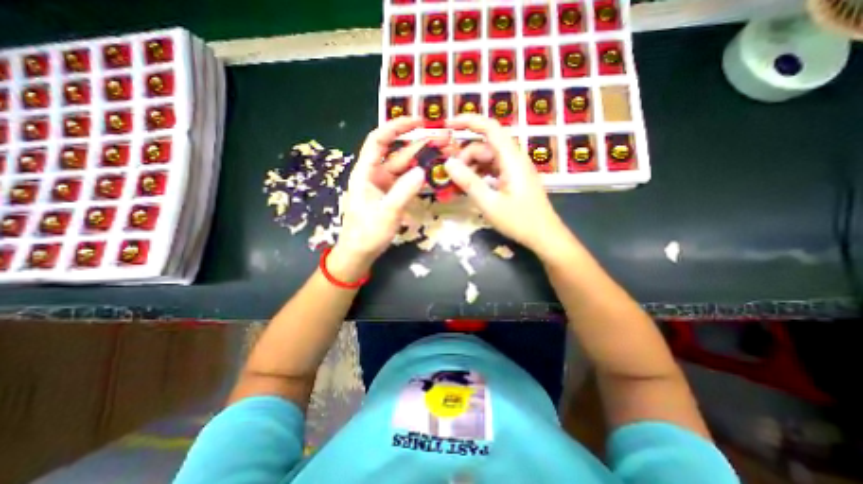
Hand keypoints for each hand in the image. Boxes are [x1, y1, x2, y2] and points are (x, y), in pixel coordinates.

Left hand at [332, 117, 431, 275]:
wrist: (359, 253)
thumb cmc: (367, 233)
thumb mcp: (386, 213)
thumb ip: (403, 192)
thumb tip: (422, 171)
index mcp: (365, 172)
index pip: (379, 140)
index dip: (396, 127)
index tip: (418, 121)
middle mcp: (375, 174)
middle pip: (397, 153)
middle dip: (419, 144)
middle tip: (442, 139)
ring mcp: (384, 186)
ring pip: (404, 167)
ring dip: (422, 159)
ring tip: (443, 152)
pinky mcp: (391, 196)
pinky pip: (406, 181)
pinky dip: (418, 176)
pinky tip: (433, 172)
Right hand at [441, 116, 570, 256]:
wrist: (545, 236)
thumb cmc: (519, 221)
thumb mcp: (490, 203)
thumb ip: (469, 182)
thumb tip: (448, 163)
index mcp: (511, 159)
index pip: (490, 128)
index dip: (469, 121)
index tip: (448, 125)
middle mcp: (514, 159)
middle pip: (485, 146)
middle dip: (465, 157)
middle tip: (451, 177)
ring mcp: (515, 169)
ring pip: (488, 158)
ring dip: (471, 167)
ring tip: (458, 184)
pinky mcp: (514, 179)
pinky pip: (493, 169)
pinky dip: (479, 175)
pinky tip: (471, 187)